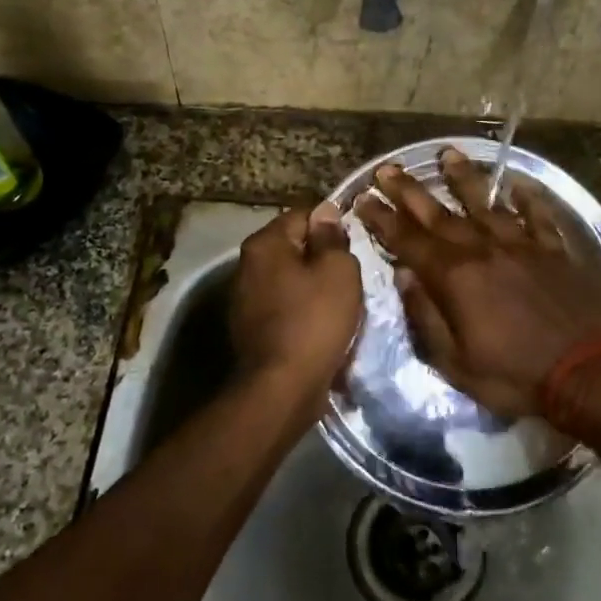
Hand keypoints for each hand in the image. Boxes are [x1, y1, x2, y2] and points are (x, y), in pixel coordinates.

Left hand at [230, 204, 362, 403]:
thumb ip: (331, 238)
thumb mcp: (338, 271)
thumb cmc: (315, 321)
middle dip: (322, 258)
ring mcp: (244, 299)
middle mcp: (246, 265)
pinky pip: (284, 307)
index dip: (332, 226)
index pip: (304, 215)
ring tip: (340, 303)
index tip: (355, 246)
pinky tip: (322, 326)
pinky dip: (303, 311)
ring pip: (290, 279)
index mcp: (264, 244)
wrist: (282, 388)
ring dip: (314, 287)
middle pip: (294, 248)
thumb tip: (325, 211)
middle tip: (352, 275)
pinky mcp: (251, 328)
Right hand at [353, 150, 600, 419]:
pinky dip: (528, 199)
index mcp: (455, 277)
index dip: (382, 219)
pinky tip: (518, 183)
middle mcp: (483, 250)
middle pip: (439, 214)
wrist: (586, 372)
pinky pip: (537, 216)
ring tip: (447, 154)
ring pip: (485, 203)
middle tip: (388, 169)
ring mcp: (521, 245)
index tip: (362, 198)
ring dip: (463, 178)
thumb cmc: (513, 375)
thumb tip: (404, 275)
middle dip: (409, 190)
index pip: (408, 241)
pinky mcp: (554, 250)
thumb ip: (426, 315)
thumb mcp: (455, 362)